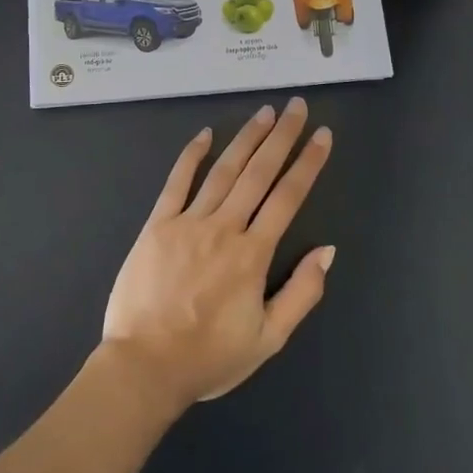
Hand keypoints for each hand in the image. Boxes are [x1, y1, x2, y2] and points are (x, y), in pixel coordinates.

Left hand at [100, 98, 335, 413]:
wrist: (145, 366)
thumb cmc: (209, 358)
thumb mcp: (268, 339)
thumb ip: (302, 293)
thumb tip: (328, 250)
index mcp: (253, 255)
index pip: (288, 198)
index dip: (308, 163)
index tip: (322, 135)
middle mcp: (224, 229)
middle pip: (259, 173)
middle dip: (281, 136)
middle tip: (296, 106)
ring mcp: (188, 222)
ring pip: (223, 171)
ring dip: (246, 138)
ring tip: (265, 112)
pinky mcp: (157, 224)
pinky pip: (177, 182)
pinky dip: (192, 156)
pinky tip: (205, 134)